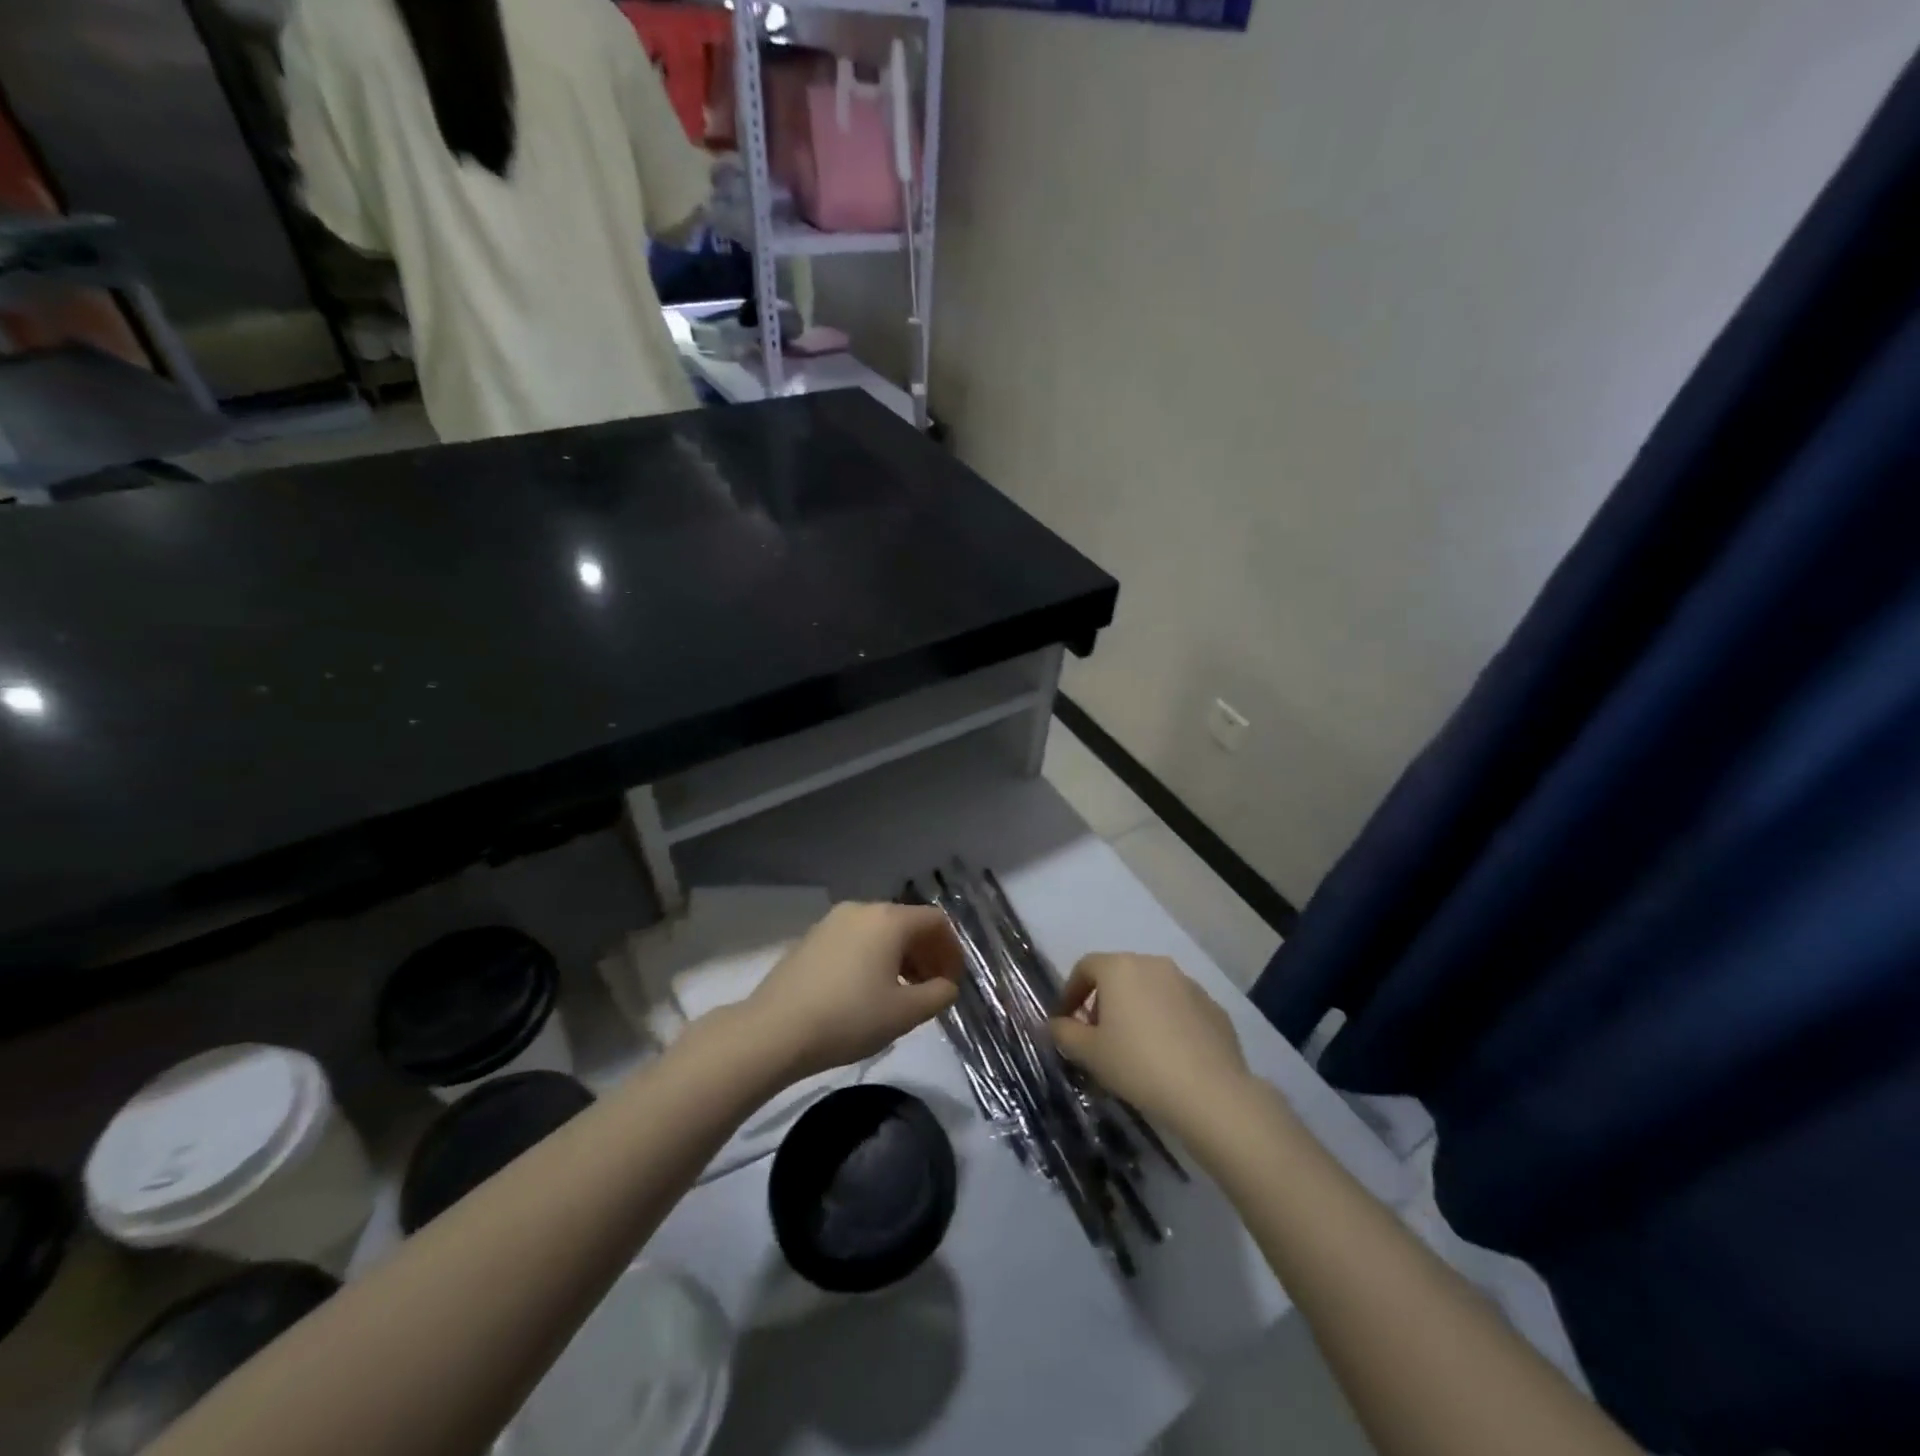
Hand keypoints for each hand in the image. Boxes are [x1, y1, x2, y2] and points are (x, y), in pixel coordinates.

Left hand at [741, 902, 962, 1080]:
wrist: (774, 1030)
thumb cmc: (849, 1018)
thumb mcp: (905, 1013)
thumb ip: (938, 995)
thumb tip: (946, 985)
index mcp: (889, 919)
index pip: (935, 922)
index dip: (952, 950)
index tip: (952, 982)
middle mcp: (862, 909)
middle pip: (907, 923)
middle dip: (926, 954)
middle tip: (931, 989)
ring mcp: (832, 921)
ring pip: (879, 932)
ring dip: (899, 957)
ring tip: (900, 994)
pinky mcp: (811, 938)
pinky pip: (855, 940)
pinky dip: (872, 958)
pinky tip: (865, 991)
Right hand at [1050, 953, 1250, 1133]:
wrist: (1210, 1093)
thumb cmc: (1138, 1065)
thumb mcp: (1089, 1054)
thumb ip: (1065, 1033)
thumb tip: (1054, 1024)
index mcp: (1120, 968)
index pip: (1085, 967)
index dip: (1071, 992)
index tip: (1066, 1021)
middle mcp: (1154, 964)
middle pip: (1119, 975)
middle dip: (1104, 1000)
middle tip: (1098, 1036)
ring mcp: (1188, 983)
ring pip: (1151, 989)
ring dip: (1137, 1009)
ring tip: (1135, 1046)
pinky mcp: (1213, 1007)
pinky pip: (1179, 1007)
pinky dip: (1167, 1022)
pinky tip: (1168, 1054)